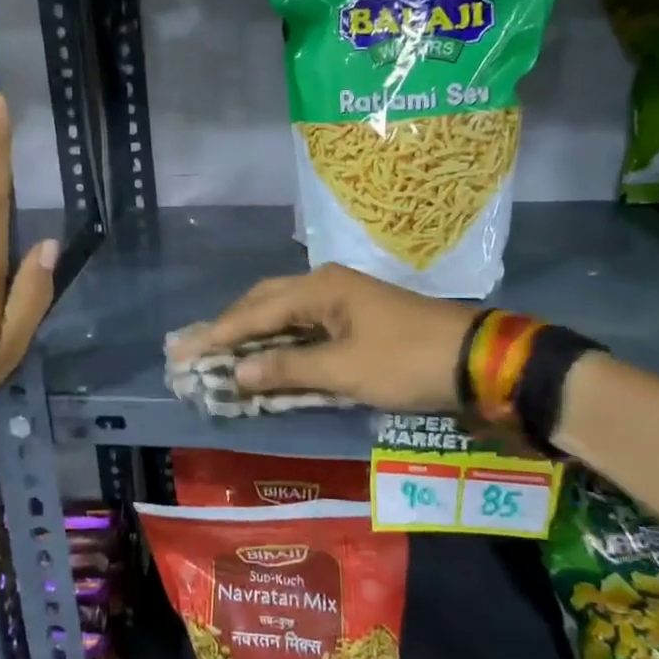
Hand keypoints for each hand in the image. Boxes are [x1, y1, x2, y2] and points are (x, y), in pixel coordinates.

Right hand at [168, 263, 476, 412]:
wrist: (475, 359)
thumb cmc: (406, 361)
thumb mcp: (345, 370)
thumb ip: (288, 370)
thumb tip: (237, 373)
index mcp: (319, 289)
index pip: (254, 312)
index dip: (217, 334)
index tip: (183, 352)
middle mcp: (325, 286)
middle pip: (264, 304)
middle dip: (229, 329)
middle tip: (195, 351)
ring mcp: (342, 301)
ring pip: (284, 316)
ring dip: (253, 337)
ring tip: (220, 355)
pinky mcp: (355, 319)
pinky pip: (304, 328)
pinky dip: (281, 345)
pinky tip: (266, 359)